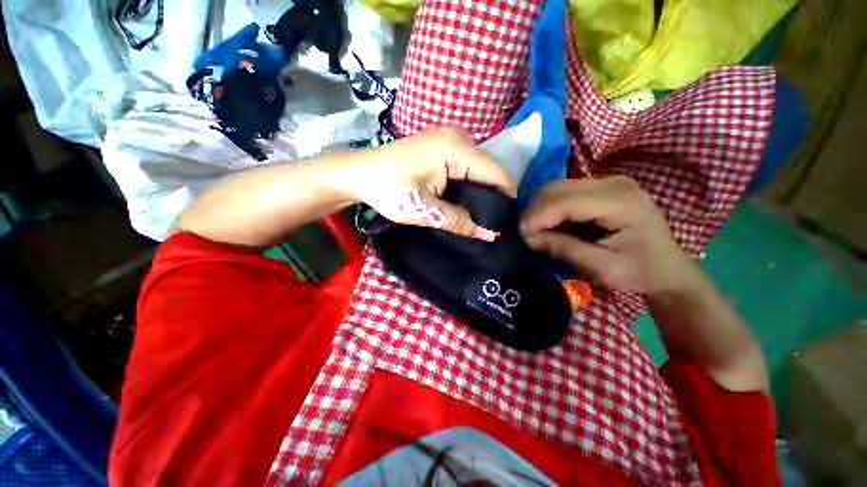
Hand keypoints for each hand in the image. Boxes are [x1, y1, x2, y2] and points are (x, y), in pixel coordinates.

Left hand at [343, 126, 515, 240]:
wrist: (359, 173)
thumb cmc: (388, 190)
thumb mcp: (426, 210)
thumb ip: (461, 221)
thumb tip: (491, 234)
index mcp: (455, 148)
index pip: (496, 172)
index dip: (505, 197)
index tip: (505, 221)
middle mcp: (458, 136)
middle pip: (489, 168)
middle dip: (492, 196)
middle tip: (490, 221)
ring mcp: (449, 136)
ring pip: (478, 167)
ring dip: (480, 190)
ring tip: (478, 213)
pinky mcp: (442, 143)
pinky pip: (466, 163)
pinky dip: (468, 182)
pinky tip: (464, 198)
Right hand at [520, 176, 696, 295]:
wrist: (667, 268)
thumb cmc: (640, 271)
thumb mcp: (602, 268)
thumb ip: (565, 249)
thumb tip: (530, 237)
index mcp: (622, 203)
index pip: (566, 201)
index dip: (538, 216)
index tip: (522, 234)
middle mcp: (615, 184)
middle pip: (558, 188)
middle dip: (535, 211)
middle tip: (527, 234)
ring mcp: (609, 182)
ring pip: (558, 187)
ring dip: (540, 208)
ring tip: (536, 230)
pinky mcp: (602, 187)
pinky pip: (565, 192)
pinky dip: (550, 207)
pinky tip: (549, 223)